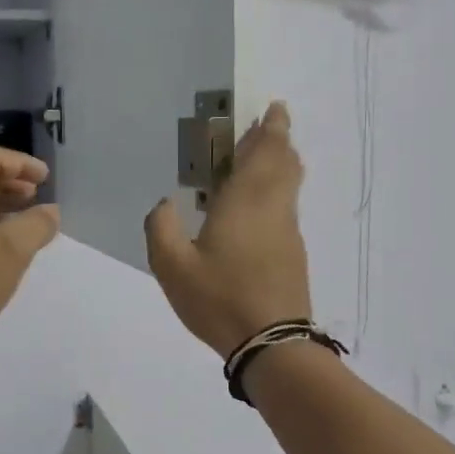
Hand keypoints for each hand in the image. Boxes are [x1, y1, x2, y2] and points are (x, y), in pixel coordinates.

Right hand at [144, 101, 312, 357]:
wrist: (272, 344)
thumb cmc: (220, 299)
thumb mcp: (172, 266)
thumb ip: (161, 228)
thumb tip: (164, 203)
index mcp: (245, 201)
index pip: (265, 152)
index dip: (272, 128)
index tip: (274, 109)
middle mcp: (274, 208)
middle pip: (285, 163)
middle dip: (278, 141)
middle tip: (266, 128)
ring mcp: (288, 232)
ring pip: (289, 186)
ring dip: (280, 165)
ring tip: (260, 161)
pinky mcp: (293, 254)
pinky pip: (286, 207)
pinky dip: (277, 192)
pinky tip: (256, 208)